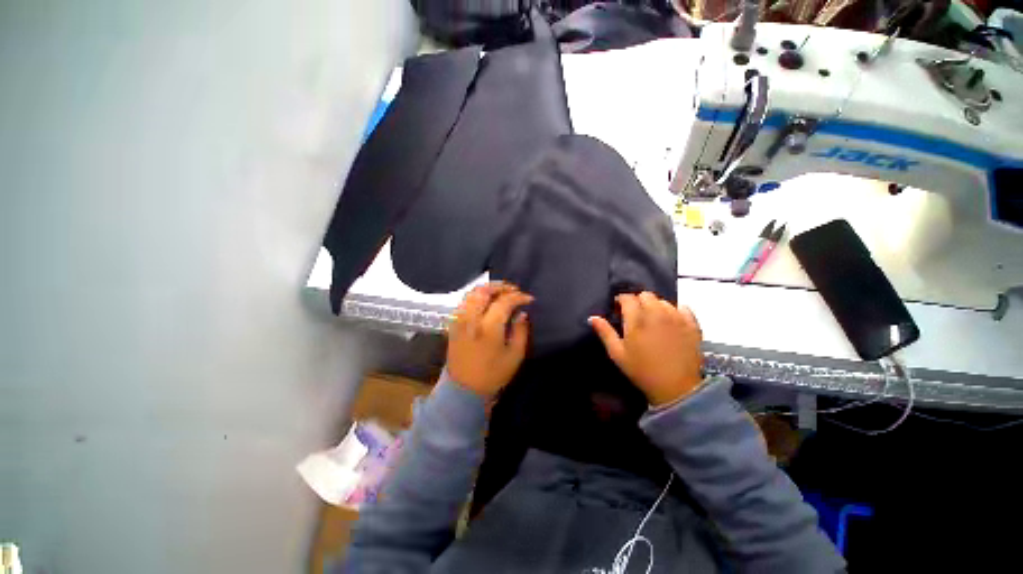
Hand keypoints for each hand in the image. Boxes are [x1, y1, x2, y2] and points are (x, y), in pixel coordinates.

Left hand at [447, 282, 532, 397]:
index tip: (529, 299)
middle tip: (514, 290)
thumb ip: (520, 331)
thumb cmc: (492, 375)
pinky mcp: (453, 323)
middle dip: (501, 286)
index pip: (504, 301)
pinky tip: (486, 301)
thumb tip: (522, 313)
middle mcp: (471, 319)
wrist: (463, 390)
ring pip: (471, 293)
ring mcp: (459, 320)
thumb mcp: (514, 356)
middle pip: (484, 291)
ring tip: (501, 292)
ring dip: (488, 288)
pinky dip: (476, 296)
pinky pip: (464, 301)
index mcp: (488, 328)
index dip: (518, 297)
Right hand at [589, 292, 702, 406]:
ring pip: (663, 301)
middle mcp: (657, 313)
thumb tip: (592, 317)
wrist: (675, 388)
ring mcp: (677, 318)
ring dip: (655, 306)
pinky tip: (671, 321)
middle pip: (646, 295)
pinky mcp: (692, 325)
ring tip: (653, 319)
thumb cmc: (641, 370)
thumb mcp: (617, 353)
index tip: (618, 308)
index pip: (628, 297)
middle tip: (635, 314)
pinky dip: (675, 311)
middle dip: (638, 301)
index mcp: (637, 319)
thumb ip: (605, 332)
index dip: (621, 300)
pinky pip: (683, 308)